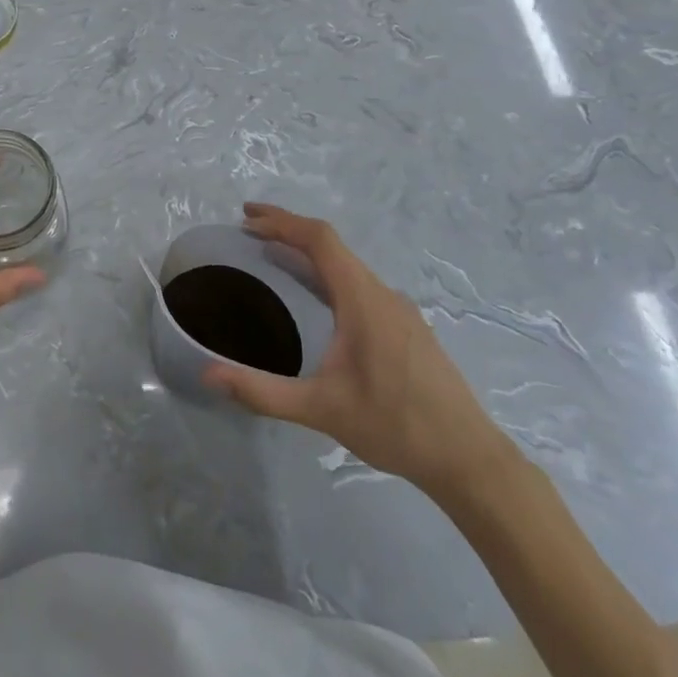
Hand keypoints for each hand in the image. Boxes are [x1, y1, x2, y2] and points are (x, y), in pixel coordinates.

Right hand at [204, 203, 516, 501]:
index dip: (282, 221)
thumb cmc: (395, 426)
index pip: (320, 240)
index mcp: (363, 299)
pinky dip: (328, 275)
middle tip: (249, 231)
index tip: (247, 217)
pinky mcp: (407, 328)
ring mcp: (399, 310)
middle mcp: (382, 294)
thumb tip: (208, 376)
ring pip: (347, 265)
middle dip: (289, 231)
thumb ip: (262, 392)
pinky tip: (317, 300)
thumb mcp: (321, 409)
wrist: (469, 460)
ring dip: (309, 253)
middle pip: (332, 246)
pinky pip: (359, 284)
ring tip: (274, 258)